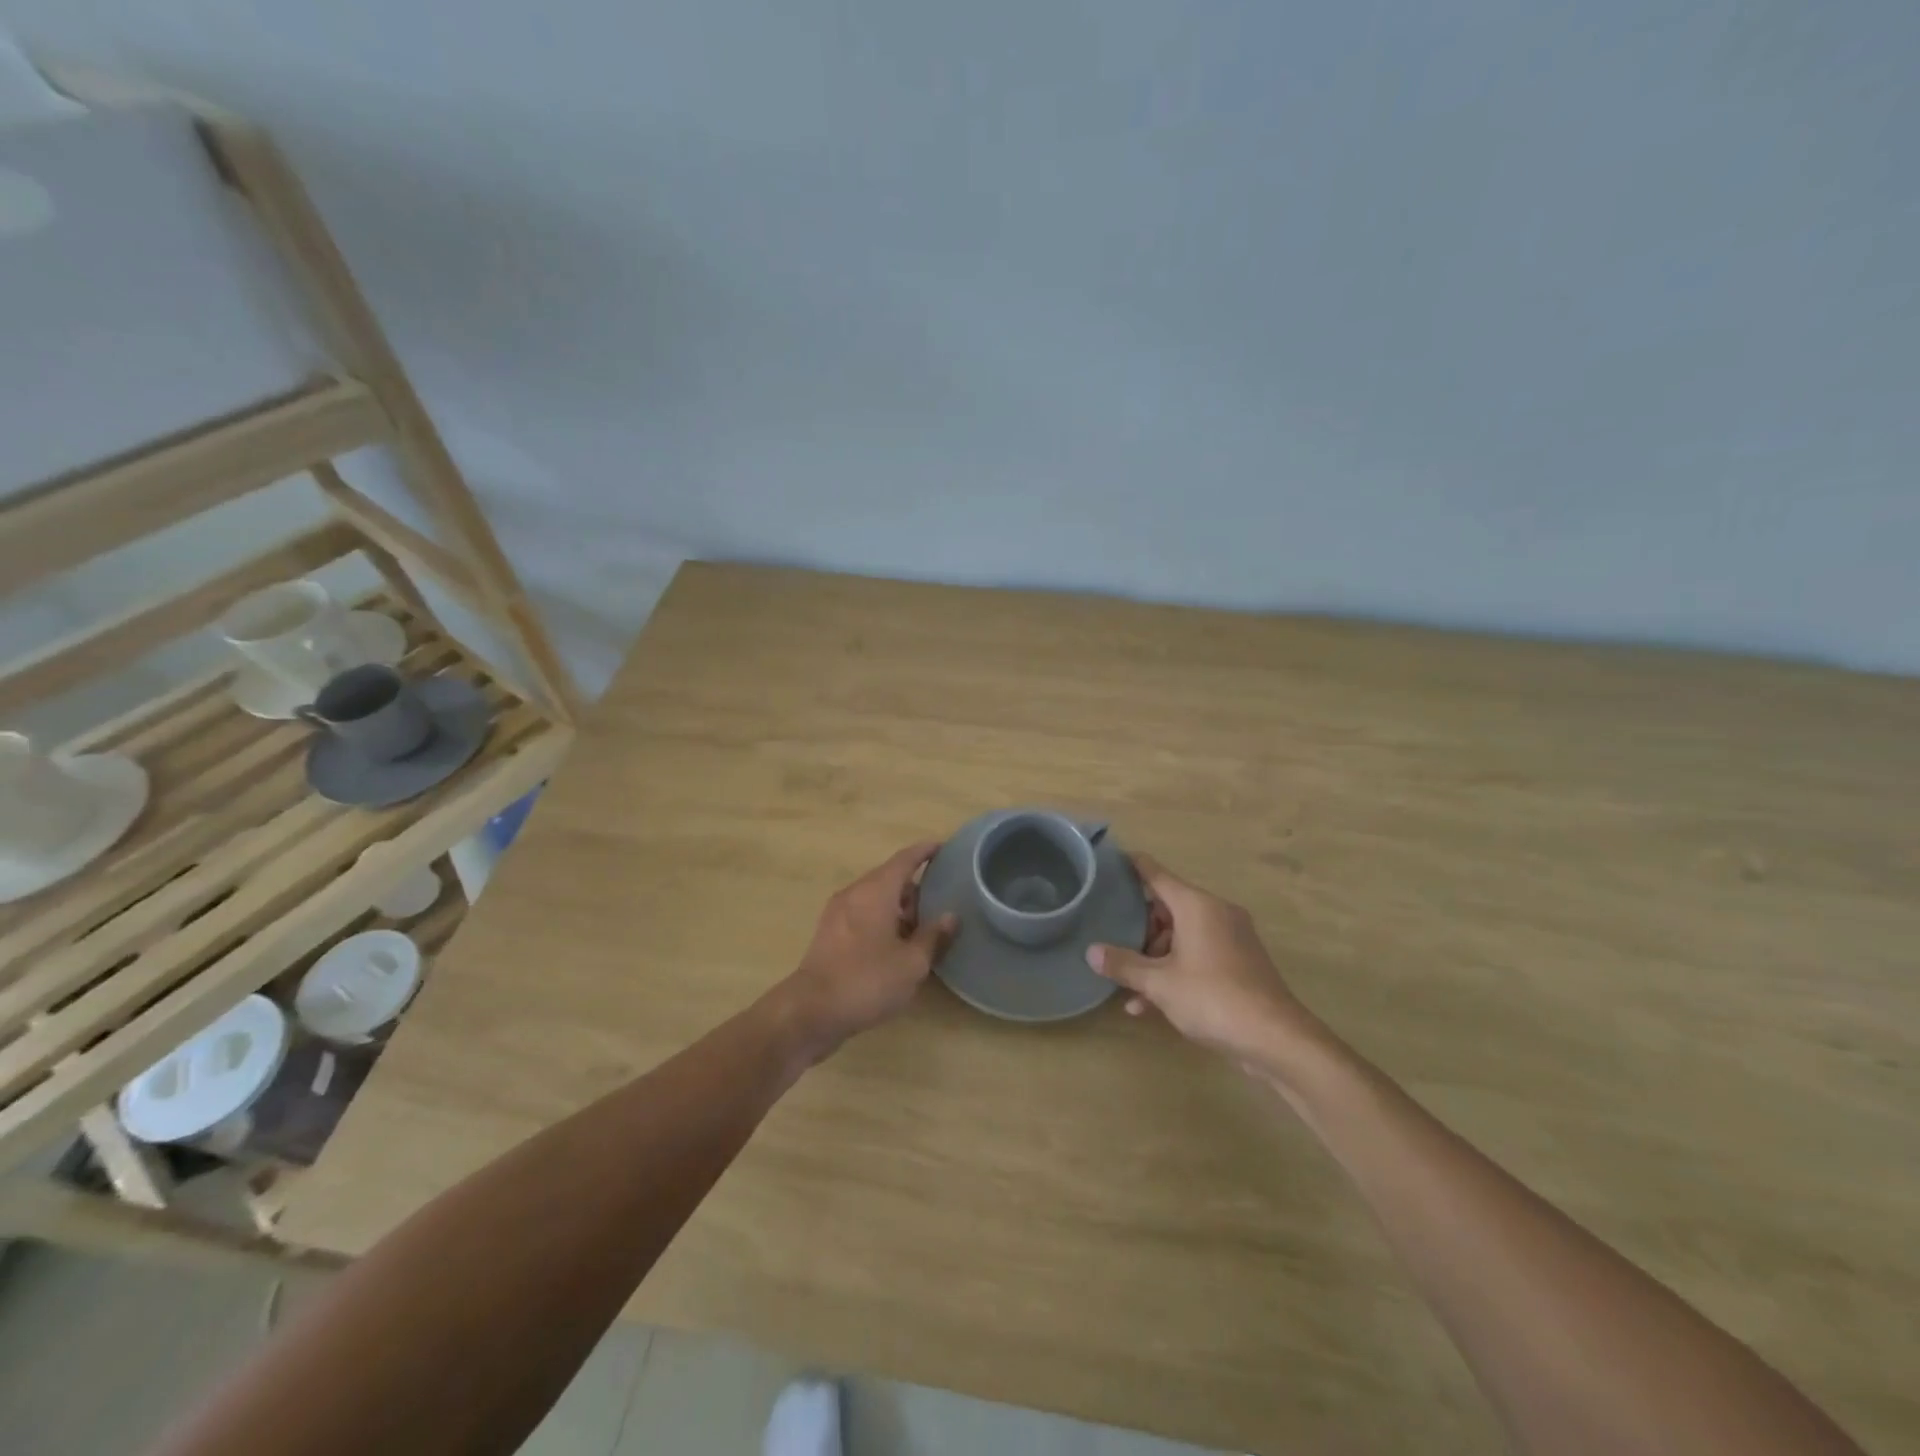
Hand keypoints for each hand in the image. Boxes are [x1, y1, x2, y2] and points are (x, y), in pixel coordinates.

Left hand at [781, 840, 958, 1058]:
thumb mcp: (912, 963)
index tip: (943, 847)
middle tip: (940, 902)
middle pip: (889, 878)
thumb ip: (933, 937)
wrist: (810, 1011)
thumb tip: (950, 916)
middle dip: (915, 887)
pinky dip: (882, 920)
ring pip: (875, 898)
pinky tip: (895, 945)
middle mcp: (855, 893)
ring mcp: (838, 913)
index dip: (925, 851)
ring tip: (922, 929)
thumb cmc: (867, 980)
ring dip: (898, 907)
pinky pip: (862, 914)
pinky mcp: (829, 934)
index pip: (905, 859)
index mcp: (876, 890)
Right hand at [1086, 854, 1318, 1070]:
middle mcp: (1216, 913)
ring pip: (1182, 936)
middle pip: (1168, 908)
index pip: (1157, 874)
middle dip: (1139, 928)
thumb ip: (1124, 964)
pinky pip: (1198, 956)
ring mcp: (1231, 939)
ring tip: (1129, 987)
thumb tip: (1091, 952)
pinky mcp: (1240, 964)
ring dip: (1155, 958)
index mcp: (1197, 906)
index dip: (1132, 866)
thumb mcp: (1160, 983)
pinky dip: (1176, 971)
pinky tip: (1149, 1004)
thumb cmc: (1213, 998)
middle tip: (1113, 944)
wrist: (1277, 1039)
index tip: (1109, 861)